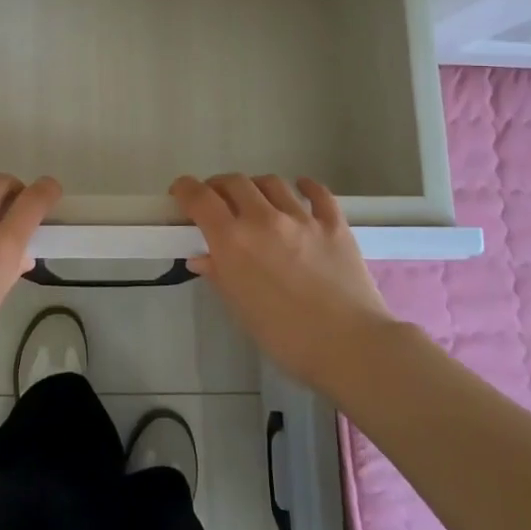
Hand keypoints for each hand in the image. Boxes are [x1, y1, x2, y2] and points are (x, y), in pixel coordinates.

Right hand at [172, 174, 402, 393]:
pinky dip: (305, 186)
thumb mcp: (241, 310)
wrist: (350, 347)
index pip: (200, 198)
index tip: (180, 192)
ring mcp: (302, 218)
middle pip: (234, 182)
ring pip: (272, 182)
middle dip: (219, 187)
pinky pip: (318, 192)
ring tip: (256, 199)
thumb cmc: (286, 338)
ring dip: (256, 186)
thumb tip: (201, 257)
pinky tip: (301, 188)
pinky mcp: (334, 224)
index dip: (185, 189)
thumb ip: (220, 276)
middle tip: (217, 201)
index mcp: (233, 241)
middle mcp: (263, 219)